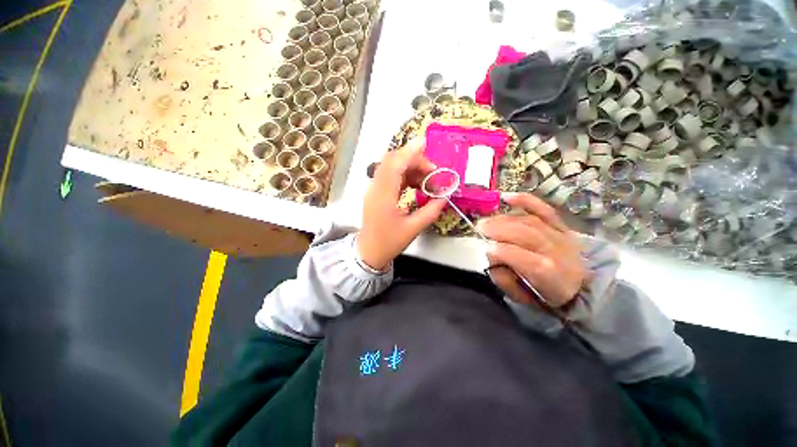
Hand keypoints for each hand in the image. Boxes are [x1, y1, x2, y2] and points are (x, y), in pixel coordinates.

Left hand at [357, 139, 446, 270]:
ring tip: (427, 180)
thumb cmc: (389, 242)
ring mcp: (374, 189)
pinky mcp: (377, 193)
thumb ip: (430, 211)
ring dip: (410, 168)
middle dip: (414, 161)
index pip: (395, 164)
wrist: (369, 252)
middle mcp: (376, 187)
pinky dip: (405, 176)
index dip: (410, 153)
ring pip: (392, 168)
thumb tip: (444, 197)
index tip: (427, 147)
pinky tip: (416, 185)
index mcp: (383, 195)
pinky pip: (391, 177)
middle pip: (393, 161)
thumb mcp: (413, 229)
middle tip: (432, 172)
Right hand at [477, 192, 586, 306]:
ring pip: (530, 221)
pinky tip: (507, 197)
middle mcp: (557, 252)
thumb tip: (491, 255)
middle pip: (527, 234)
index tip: (487, 247)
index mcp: (550, 275)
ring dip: (505, 218)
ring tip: (487, 220)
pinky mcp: (560, 225)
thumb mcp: (522, 297)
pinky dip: (525, 200)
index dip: (504, 251)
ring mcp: (560, 235)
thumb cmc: (545, 294)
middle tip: (480, 227)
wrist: (581, 287)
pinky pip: (544, 209)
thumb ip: (504, 279)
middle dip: (500, 228)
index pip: (526, 259)